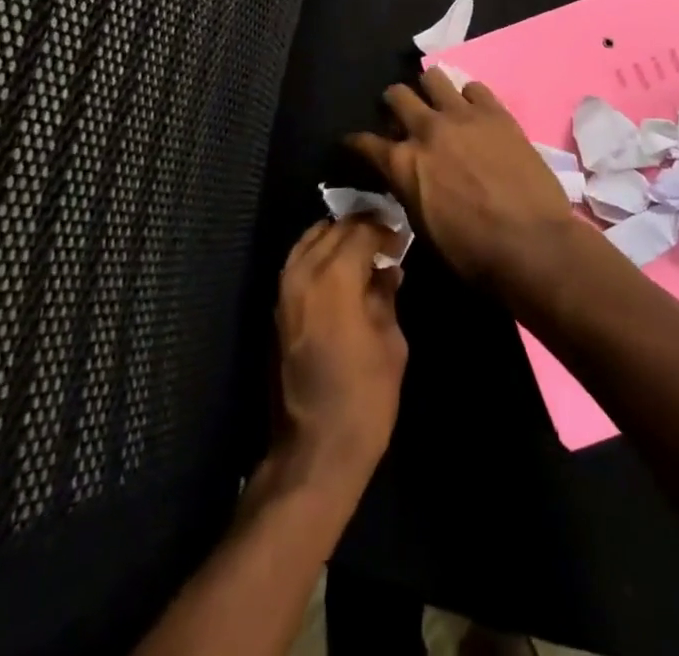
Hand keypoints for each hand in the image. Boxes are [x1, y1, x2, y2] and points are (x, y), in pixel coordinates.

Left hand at [272, 218, 407, 488]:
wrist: (314, 449)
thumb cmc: (363, 398)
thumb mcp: (390, 344)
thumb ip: (385, 296)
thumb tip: (387, 270)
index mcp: (334, 277)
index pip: (360, 231)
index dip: (384, 229)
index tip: (402, 236)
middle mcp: (303, 273)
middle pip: (333, 230)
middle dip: (360, 227)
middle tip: (385, 238)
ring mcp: (284, 290)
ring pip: (310, 241)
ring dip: (336, 237)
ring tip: (363, 249)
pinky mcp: (277, 308)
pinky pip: (298, 262)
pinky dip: (318, 254)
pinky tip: (340, 269)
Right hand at [346, 70, 582, 299]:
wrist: (532, 244)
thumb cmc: (473, 253)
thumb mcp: (423, 227)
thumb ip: (410, 190)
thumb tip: (409, 178)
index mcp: (402, 163)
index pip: (364, 142)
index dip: (356, 143)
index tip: (356, 143)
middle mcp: (426, 130)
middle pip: (396, 95)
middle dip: (393, 104)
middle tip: (401, 116)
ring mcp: (462, 116)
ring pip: (433, 77)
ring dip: (430, 90)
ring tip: (438, 105)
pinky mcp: (496, 113)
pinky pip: (474, 87)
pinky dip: (469, 98)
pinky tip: (474, 113)